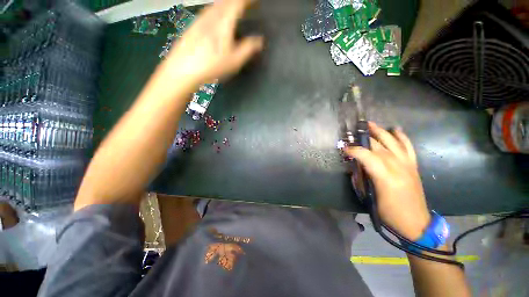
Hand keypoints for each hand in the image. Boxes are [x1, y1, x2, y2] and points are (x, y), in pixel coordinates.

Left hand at [164, 0, 263, 85]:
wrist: (184, 68)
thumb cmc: (212, 65)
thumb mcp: (235, 61)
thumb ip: (248, 48)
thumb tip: (260, 40)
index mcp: (224, 21)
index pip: (238, 2)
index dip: (248, 0)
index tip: (256, 1)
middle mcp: (212, 14)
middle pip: (227, 0)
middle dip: (239, 1)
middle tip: (247, 5)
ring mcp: (201, 17)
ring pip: (217, 3)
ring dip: (228, 3)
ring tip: (235, 8)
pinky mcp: (194, 23)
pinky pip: (209, 10)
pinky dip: (218, 8)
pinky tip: (218, 16)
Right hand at [344, 122, 430, 239]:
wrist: (415, 222)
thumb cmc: (388, 212)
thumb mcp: (369, 197)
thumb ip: (360, 179)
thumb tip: (354, 166)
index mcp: (385, 176)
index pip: (366, 156)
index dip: (353, 150)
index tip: (344, 148)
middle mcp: (397, 166)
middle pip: (378, 146)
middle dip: (363, 138)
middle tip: (352, 134)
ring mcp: (407, 164)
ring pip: (393, 142)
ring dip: (380, 131)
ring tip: (370, 124)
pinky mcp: (413, 165)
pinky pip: (408, 147)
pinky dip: (401, 137)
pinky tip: (395, 129)